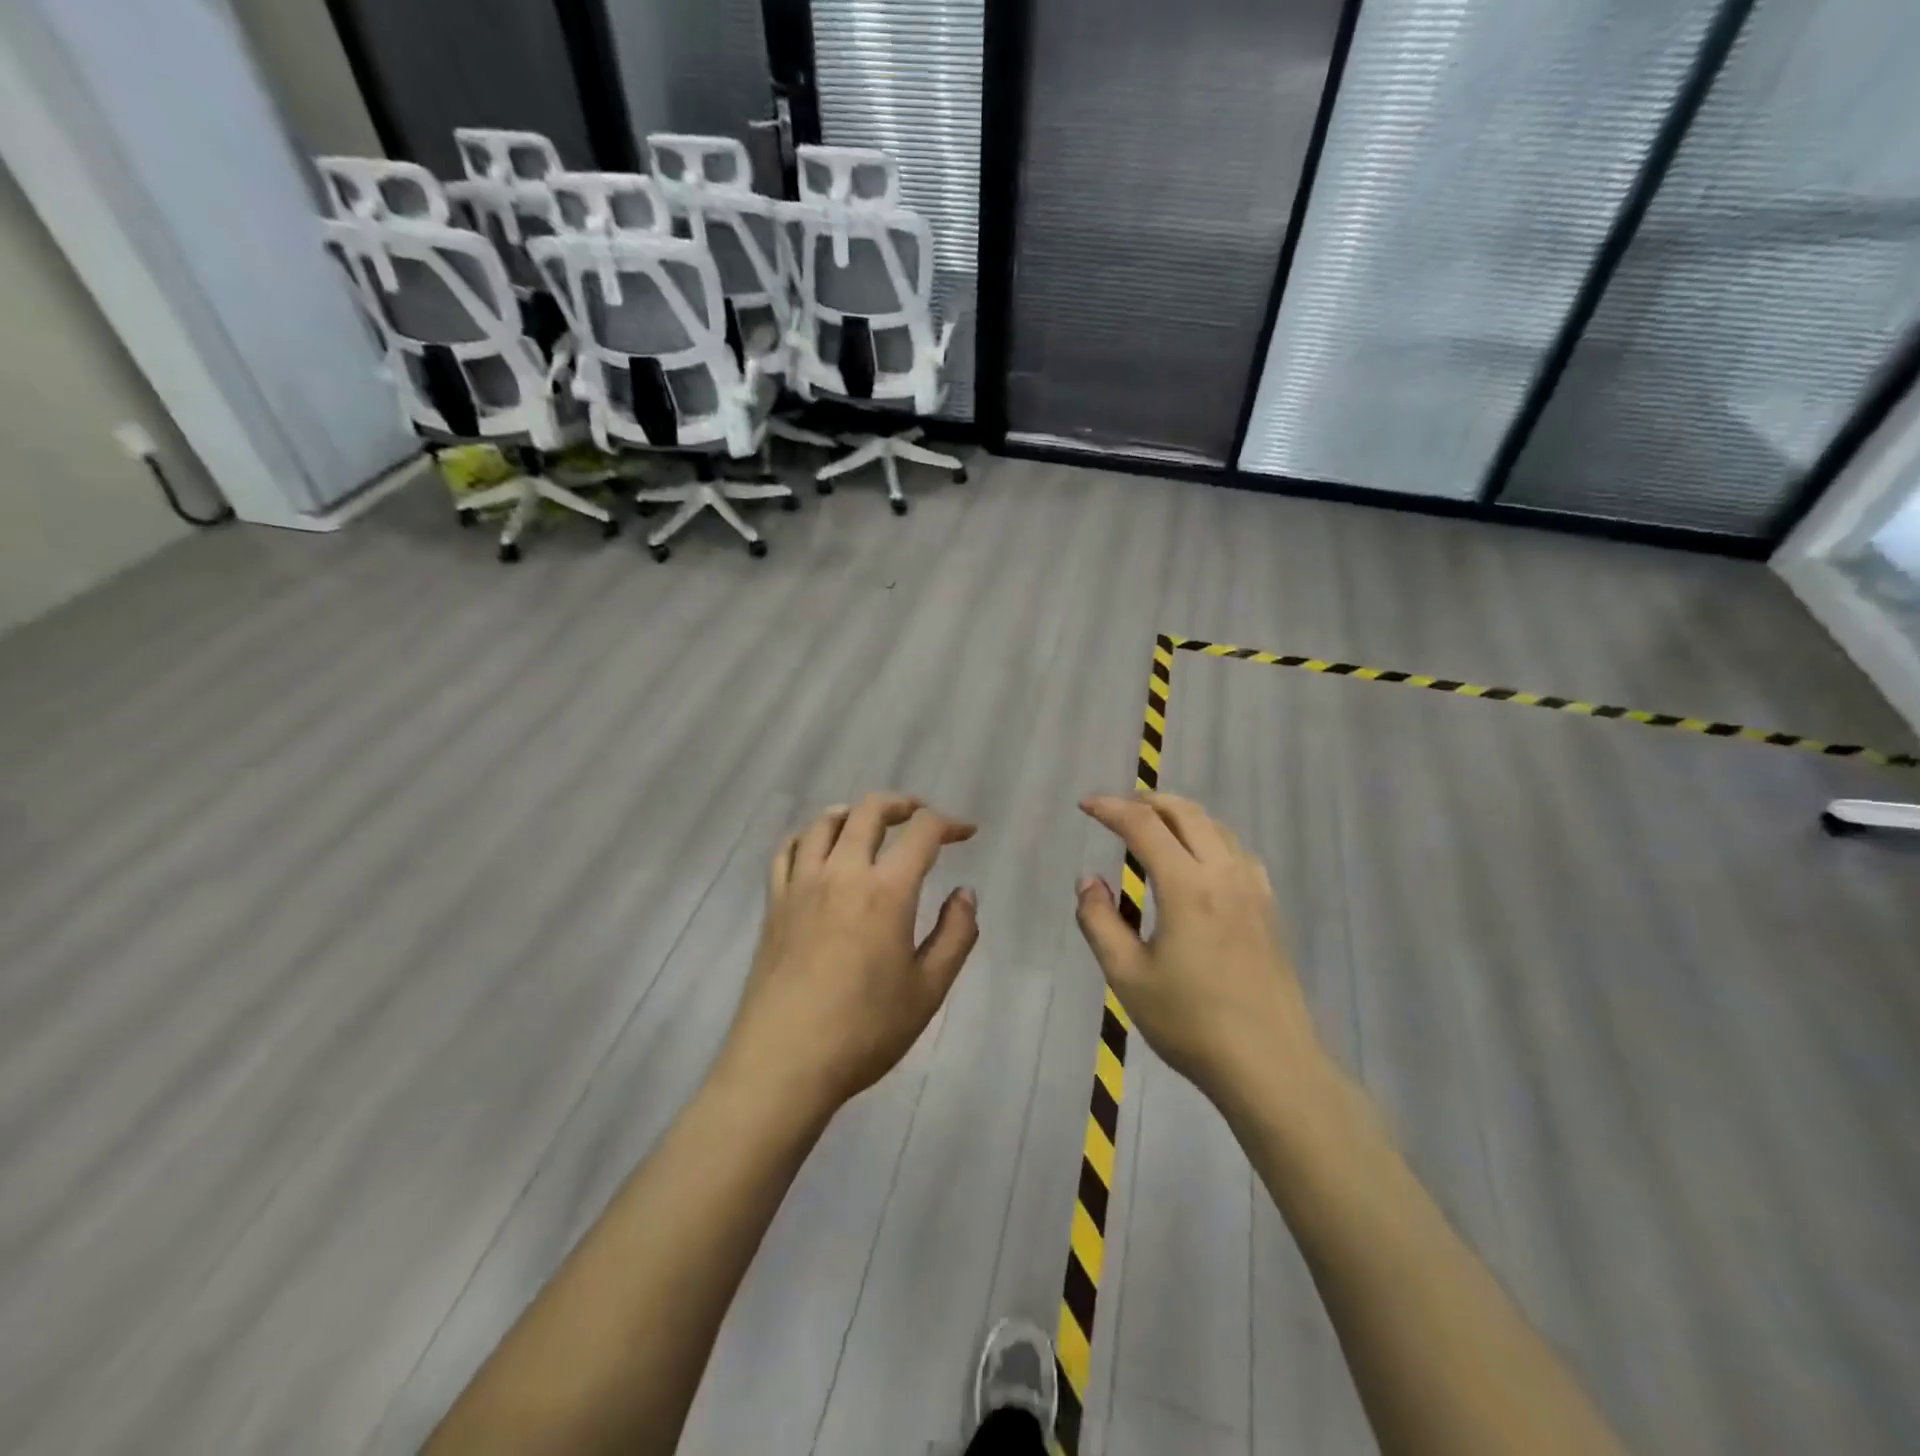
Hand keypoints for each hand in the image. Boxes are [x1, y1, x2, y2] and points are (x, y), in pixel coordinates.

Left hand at [719, 794, 979, 1115]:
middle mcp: (842, 873)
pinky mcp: (774, 904)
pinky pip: (787, 850)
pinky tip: (817, 848)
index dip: (949, 823)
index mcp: (886, 891)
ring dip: (854, 813)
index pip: (922, 833)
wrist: (784, 1063)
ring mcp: (801, 885)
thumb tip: (964, 894)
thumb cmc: (865, 1031)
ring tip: (870, 825)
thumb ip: (955, 935)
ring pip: (824, 822)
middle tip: (920, 816)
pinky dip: (807, 836)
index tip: (966, 833)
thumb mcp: (928, 990)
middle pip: (869, 811)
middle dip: (902, 804)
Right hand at [1074, 792, 1325, 1105]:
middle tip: (1116, 809)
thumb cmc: (1190, 1023)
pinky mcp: (1268, 908)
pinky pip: (1237, 850)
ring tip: (1152, 827)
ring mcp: (1253, 889)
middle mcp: (1224, 874)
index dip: (1111, 809)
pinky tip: (1199, 859)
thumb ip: (1100, 922)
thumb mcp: (1127, 976)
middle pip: (1186, 813)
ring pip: (1216, 827)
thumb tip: (1089, 881)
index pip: (1144, 826)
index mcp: (1187, 887)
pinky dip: (1209, 836)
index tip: (1085, 805)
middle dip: (1147, 801)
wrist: (1270, 1065)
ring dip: (1180, 815)